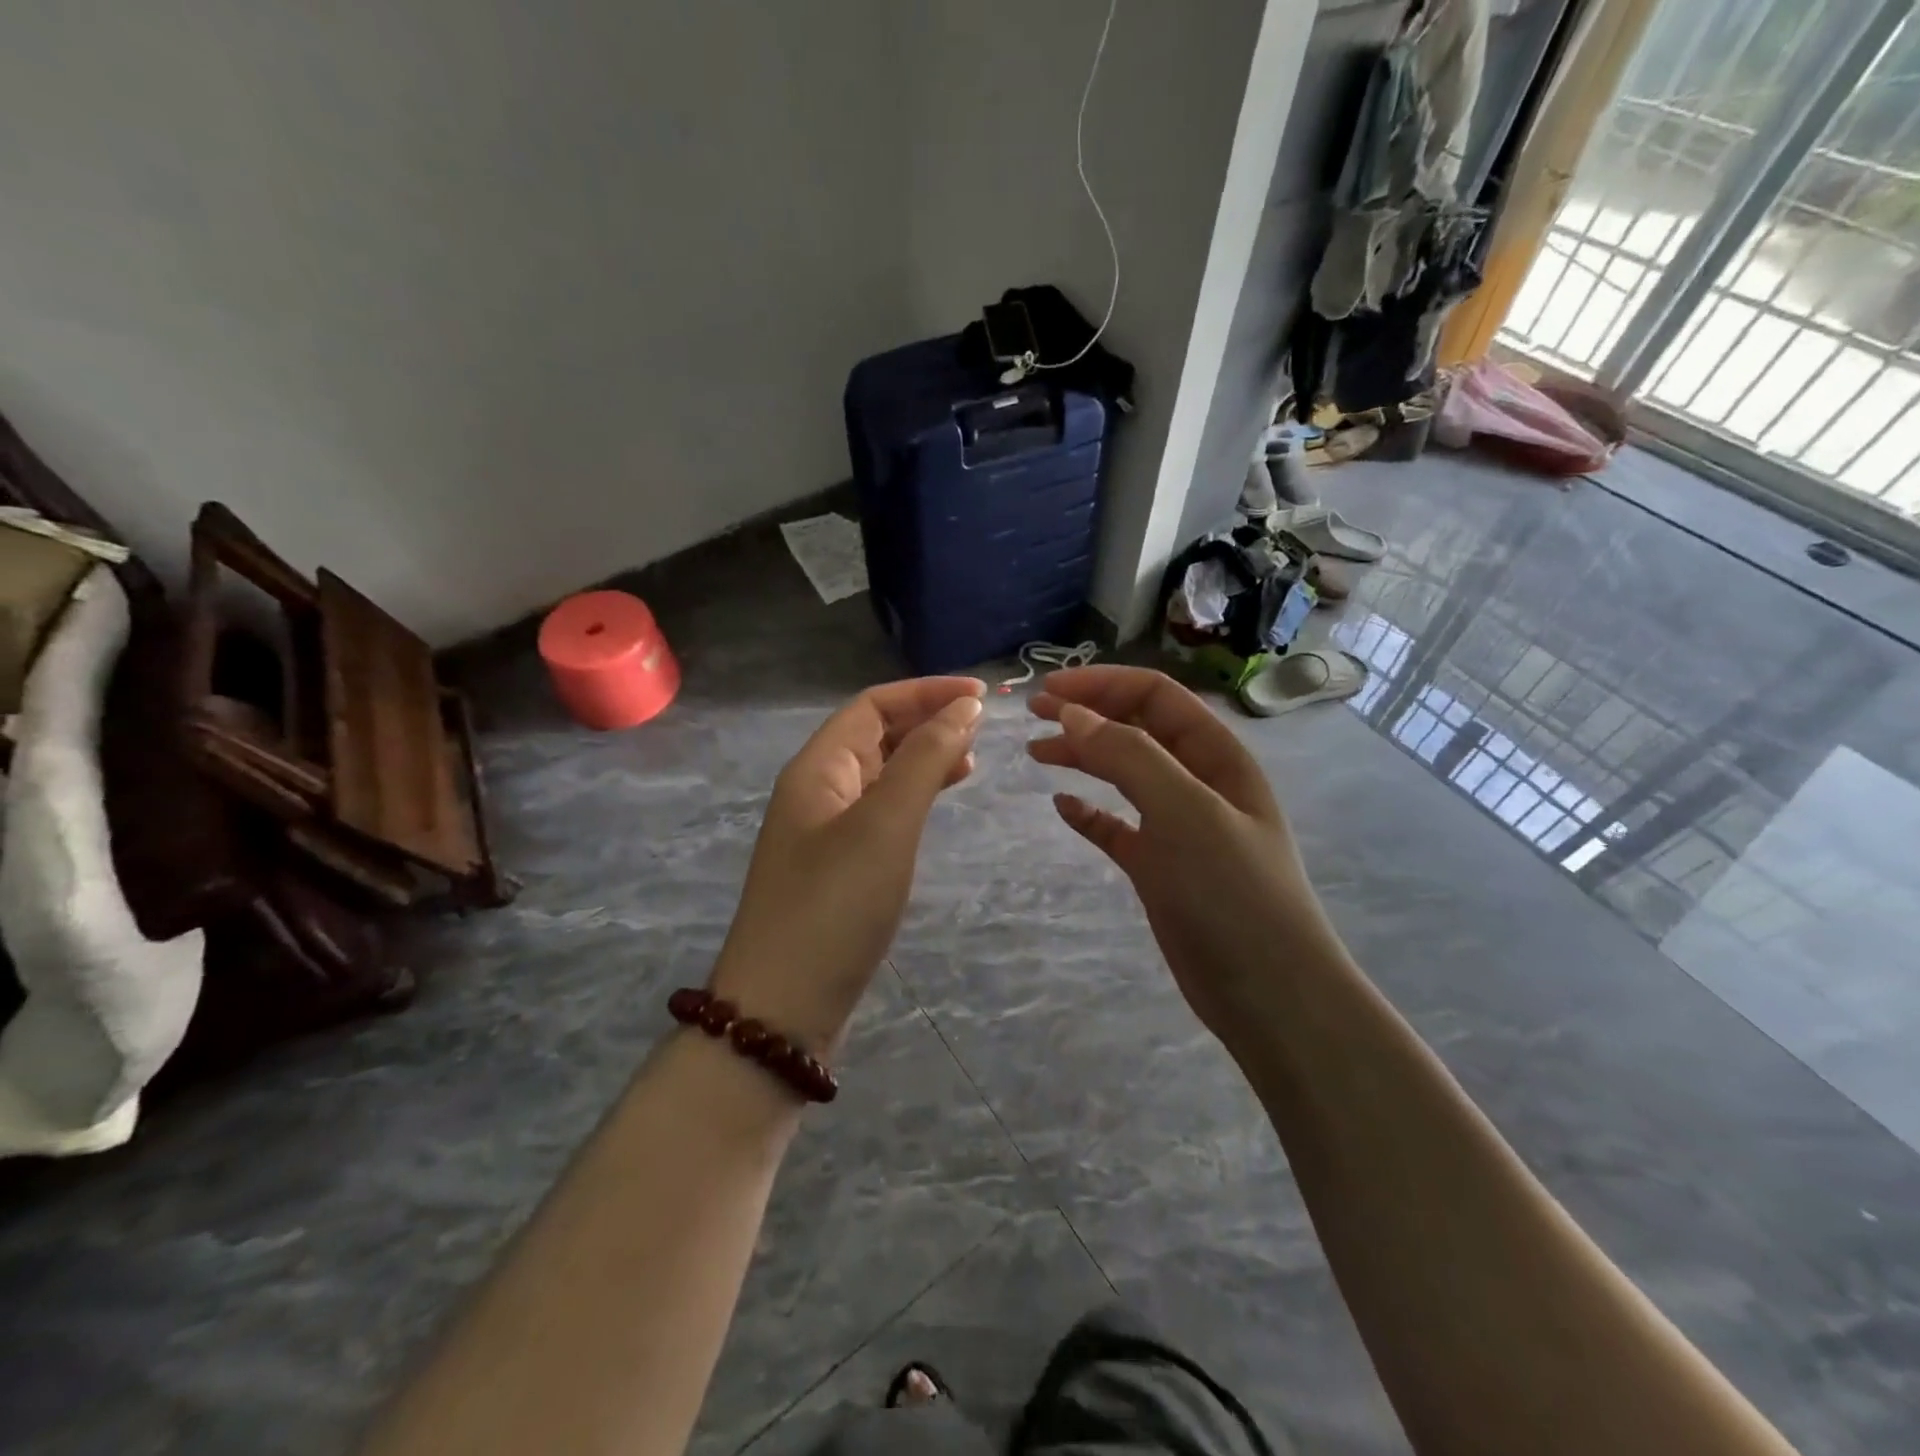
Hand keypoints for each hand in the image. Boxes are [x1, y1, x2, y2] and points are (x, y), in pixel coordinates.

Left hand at [711, 677, 985, 1051]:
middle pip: (875, 734)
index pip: (873, 705)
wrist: (783, 1008)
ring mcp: (825, 830)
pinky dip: (914, 796)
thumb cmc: (835, 906)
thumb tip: (965, 707)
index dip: (926, 692)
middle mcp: (817, 789)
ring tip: (972, 760)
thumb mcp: (886, 824)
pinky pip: (881, 810)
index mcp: (817, 767)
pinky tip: (939, 802)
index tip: (982, 696)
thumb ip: (926, 760)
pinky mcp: (839, 866)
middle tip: (983, 727)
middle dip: (927, 720)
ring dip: (923, 757)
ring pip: (880, 772)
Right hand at [1027, 666, 1349, 1052]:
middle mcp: (1199, 782)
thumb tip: (1074, 714)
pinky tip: (1063, 808)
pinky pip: (1118, 827)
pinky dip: (1090, 813)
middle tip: (1033, 716)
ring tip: (1037, 753)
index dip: (1102, 685)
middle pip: (1137, 729)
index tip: (1047, 692)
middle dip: (1088, 714)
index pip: (1156, 696)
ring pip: (1124, 774)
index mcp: (1216, 756)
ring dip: (1083, 757)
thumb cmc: (1231, 892)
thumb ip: (1129, 756)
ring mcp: (1179, 827)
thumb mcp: (1184, 812)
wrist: (1268, 993)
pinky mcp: (1161, 868)